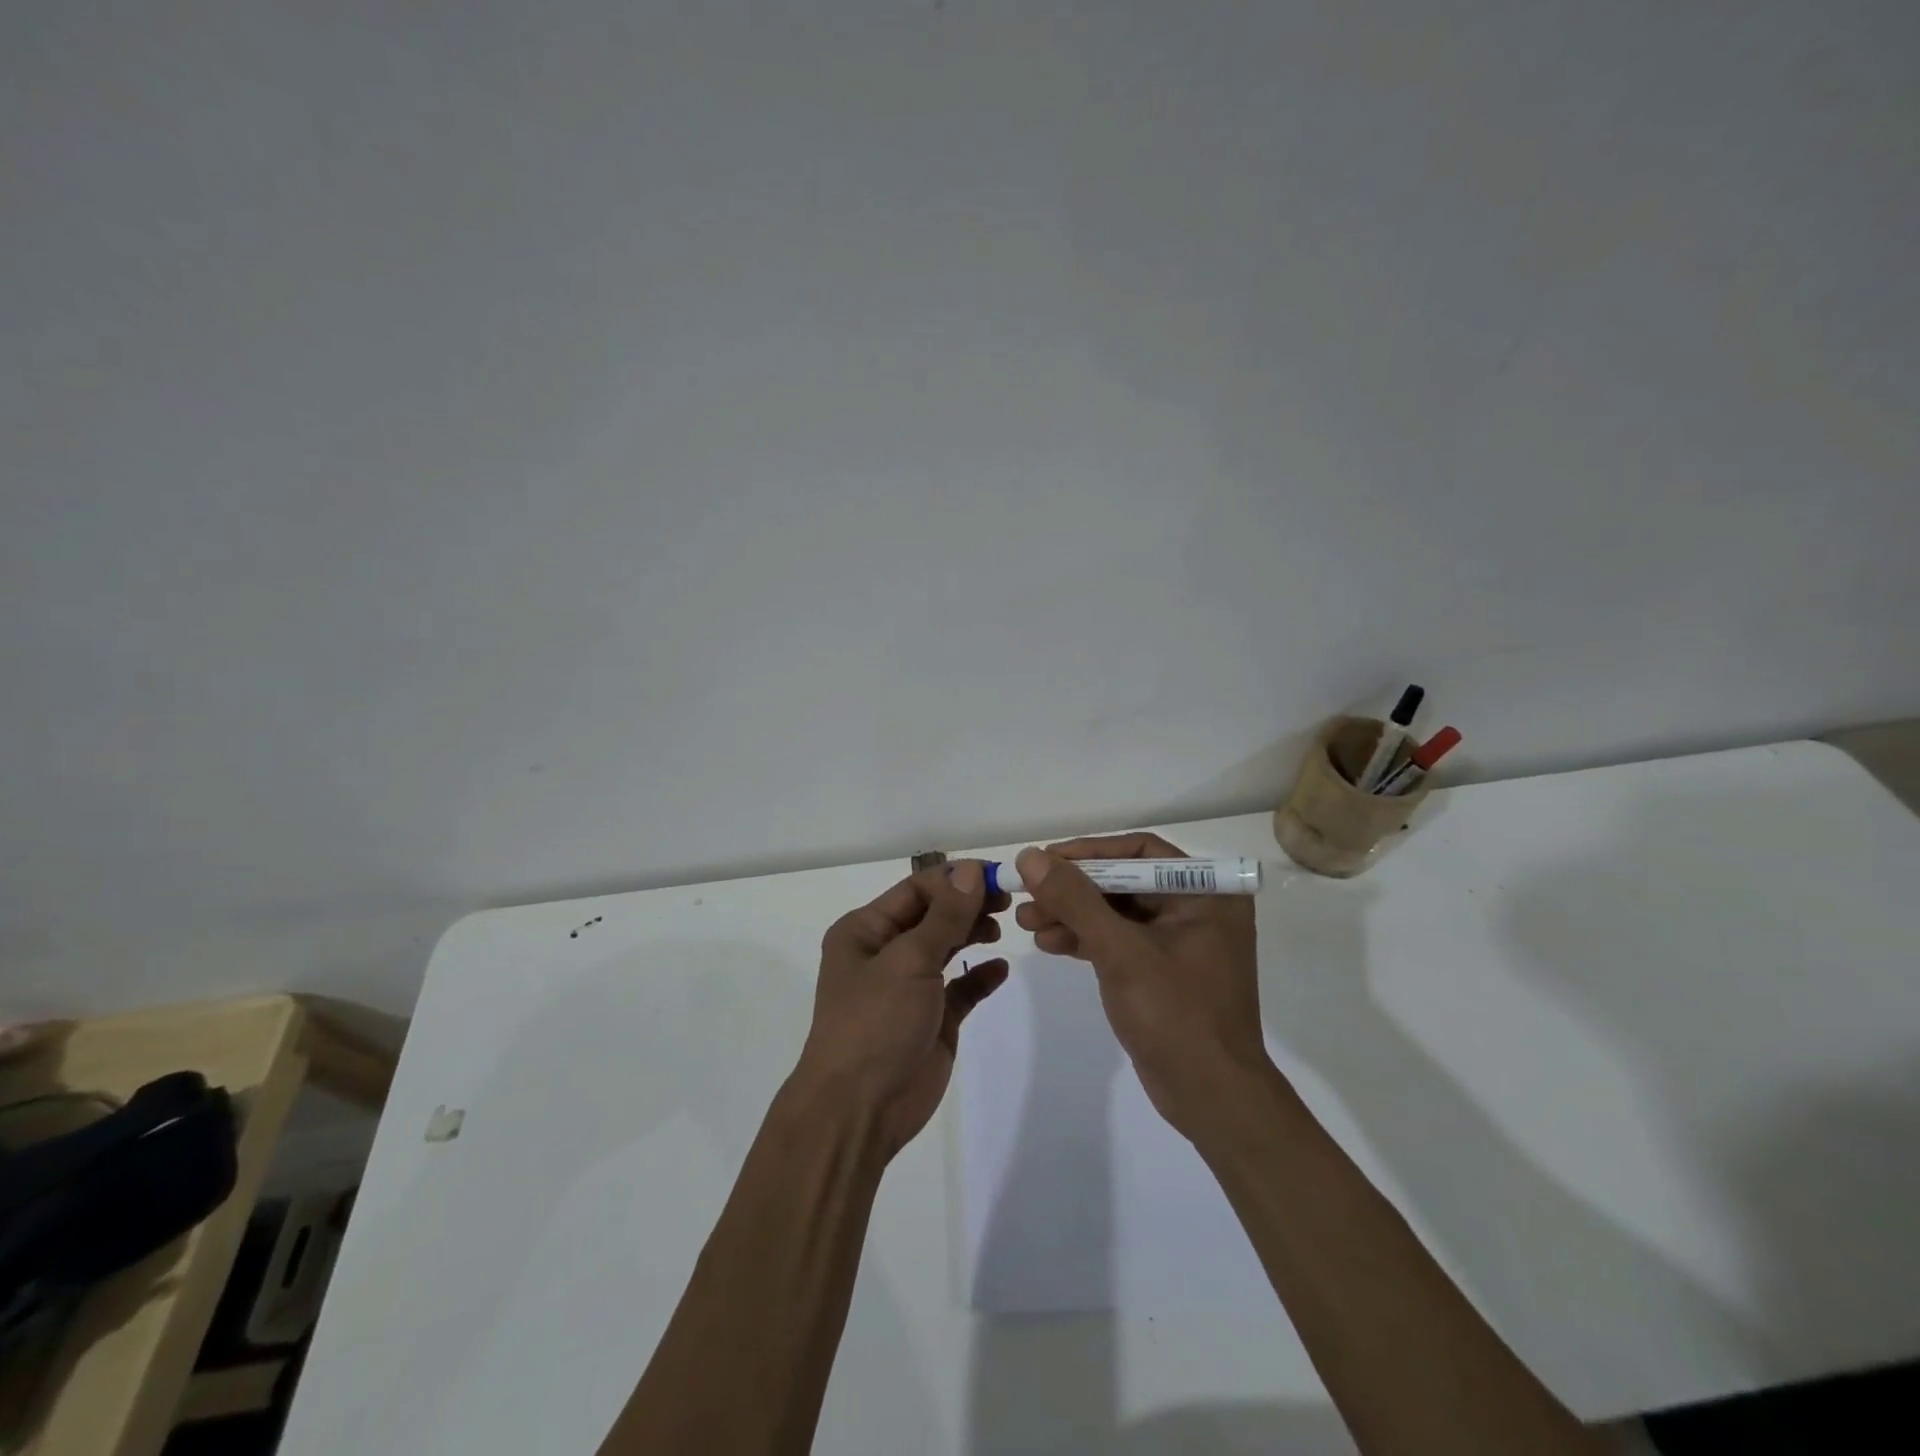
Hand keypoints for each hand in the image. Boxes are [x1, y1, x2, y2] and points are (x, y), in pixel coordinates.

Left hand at [796, 861, 1009, 1157]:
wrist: (860, 1110)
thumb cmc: (875, 1022)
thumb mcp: (908, 960)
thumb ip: (945, 916)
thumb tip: (973, 871)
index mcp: (865, 930)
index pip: (915, 889)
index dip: (955, 878)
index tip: (997, 875)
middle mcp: (885, 952)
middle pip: (934, 914)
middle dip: (968, 903)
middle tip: (1007, 899)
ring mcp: (909, 987)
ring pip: (947, 946)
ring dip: (973, 932)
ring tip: (1003, 926)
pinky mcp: (932, 1018)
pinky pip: (960, 988)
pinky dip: (980, 976)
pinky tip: (999, 968)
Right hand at [1014, 834, 1266, 1139]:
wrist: (1212, 1099)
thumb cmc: (1176, 1015)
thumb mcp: (1121, 952)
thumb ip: (1075, 900)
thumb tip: (1031, 856)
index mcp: (1206, 893)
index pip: (1140, 851)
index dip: (1089, 852)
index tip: (1045, 859)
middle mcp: (1197, 908)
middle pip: (1124, 881)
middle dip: (1073, 889)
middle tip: (1027, 894)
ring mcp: (1179, 941)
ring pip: (1116, 912)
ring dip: (1072, 914)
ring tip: (1027, 921)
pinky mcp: (1162, 970)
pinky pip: (1119, 940)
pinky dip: (1086, 939)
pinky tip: (1049, 944)